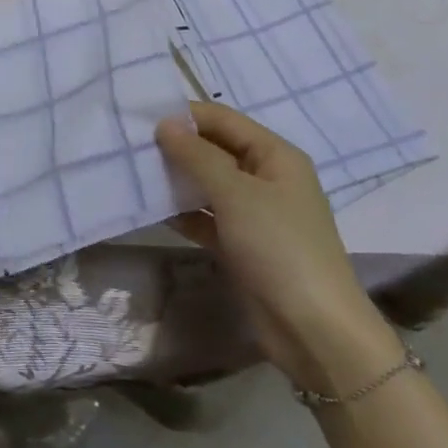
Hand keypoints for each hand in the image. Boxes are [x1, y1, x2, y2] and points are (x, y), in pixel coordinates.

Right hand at [157, 102, 399, 393]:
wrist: (315, 332)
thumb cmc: (279, 247)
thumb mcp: (236, 194)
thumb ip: (197, 156)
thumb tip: (164, 124)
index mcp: (275, 155)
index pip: (223, 120)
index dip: (186, 116)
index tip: (142, 119)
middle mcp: (266, 178)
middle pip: (215, 150)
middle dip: (177, 147)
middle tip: (133, 146)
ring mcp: (254, 214)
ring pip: (208, 185)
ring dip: (177, 180)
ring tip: (135, 173)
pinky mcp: (242, 246)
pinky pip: (207, 218)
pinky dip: (183, 213)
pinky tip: (153, 209)